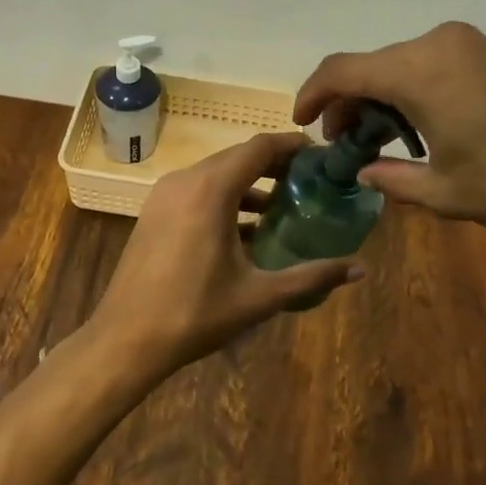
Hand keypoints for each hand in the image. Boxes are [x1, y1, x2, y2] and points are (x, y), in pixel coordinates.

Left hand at [87, 133, 364, 374]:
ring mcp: (164, 194)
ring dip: (249, 183)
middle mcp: (186, 180)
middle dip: (275, 165)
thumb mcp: (259, 296)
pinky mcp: (154, 211)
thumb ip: (311, 277)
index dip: (292, 146)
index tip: (320, 156)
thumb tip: (360, 268)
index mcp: (211, 189)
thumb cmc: (194, 314)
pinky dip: (224, 197)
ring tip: (283, 207)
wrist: (125, 339)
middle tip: (309, 182)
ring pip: (215, 173)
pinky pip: (196, 190)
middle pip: (238, 156)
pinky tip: (244, 229)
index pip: (260, 147)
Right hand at [293, 21, 485, 249]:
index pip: (343, 70)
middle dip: (349, 101)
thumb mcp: (443, 191)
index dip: (313, 94)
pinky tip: (422, 125)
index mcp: (418, 70)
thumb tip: (366, 172)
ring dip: (383, 96)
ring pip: (404, 63)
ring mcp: (471, 44)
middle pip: (373, 64)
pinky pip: (436, 63)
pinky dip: (414, 89)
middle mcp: (439, 43)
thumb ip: (392, 179)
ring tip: (382, 139)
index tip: (300, 121)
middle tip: (344, 142)